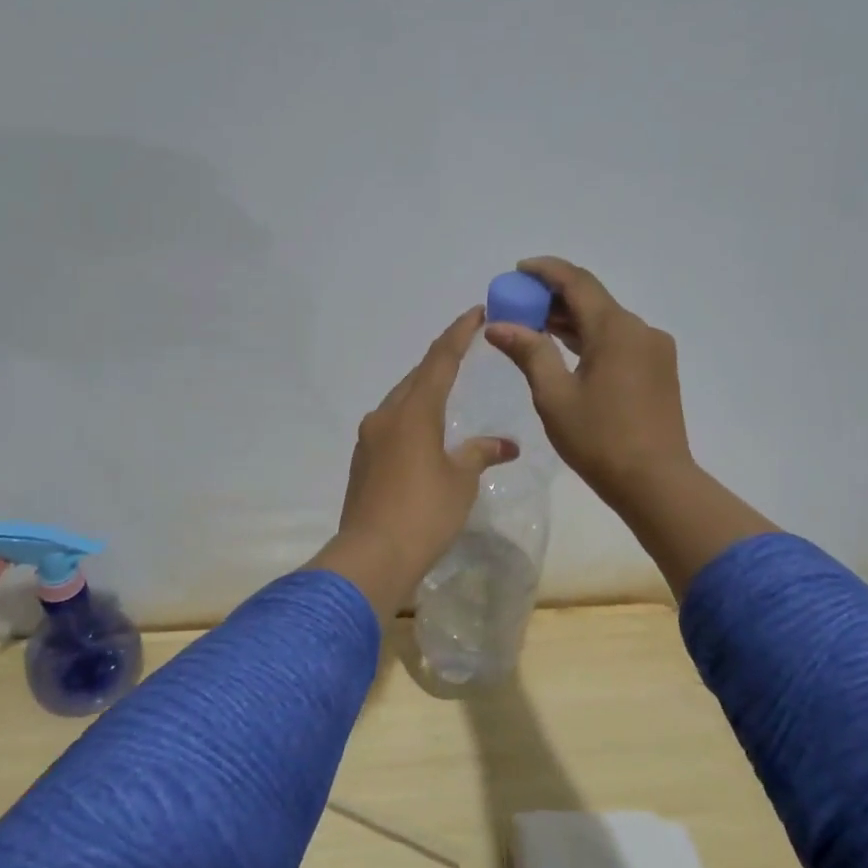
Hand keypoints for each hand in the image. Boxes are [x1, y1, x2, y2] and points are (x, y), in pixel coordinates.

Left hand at [308, 307, 518, 621]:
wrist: (372, 555)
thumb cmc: (424, 512)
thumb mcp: (461, 481)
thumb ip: (480, 454)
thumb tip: (505, 445)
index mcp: (414, 411)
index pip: (440, 360)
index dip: (459, 334)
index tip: (476, 313)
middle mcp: (386, 416)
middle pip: (416, 377)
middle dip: (441, 360)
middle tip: (465, 348)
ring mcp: (369, 439)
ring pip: (400, 401)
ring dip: (424, 390)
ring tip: (447, 388)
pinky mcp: (362, 461)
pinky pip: (390, 425)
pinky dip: (411, 418)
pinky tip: (424, 433)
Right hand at [484, 258, 693, 510]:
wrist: (655, 482)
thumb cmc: (599, 439)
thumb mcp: (554, 396)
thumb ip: (529, 352)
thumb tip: (498, 325)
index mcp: (616, 329)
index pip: (577, 282)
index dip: (546, 271)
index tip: (517, 270)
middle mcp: (640, 329)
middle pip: (592, 300)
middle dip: (553, 298)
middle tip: (517, 305)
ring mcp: (654, 350)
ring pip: (606, 322)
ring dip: (571, 320)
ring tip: (533, 327)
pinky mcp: (659, 370)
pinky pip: (619, 341)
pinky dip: (590, 339)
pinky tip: (566, 352)